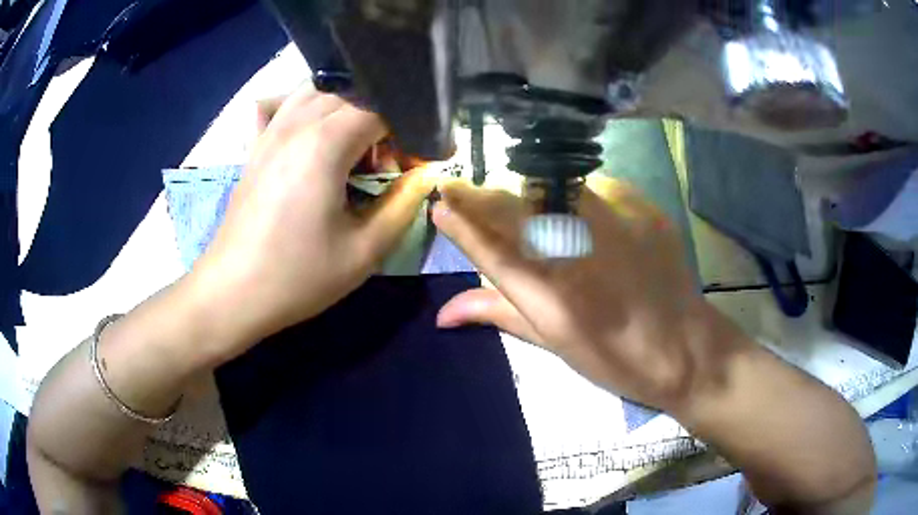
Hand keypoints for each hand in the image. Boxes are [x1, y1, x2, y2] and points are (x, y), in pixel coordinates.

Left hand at [185, 86, 435, 359]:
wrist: (234, 292)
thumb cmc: (298, 276)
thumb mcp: (364, 251)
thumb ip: (404, 205)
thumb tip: (425, 175)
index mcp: (325, 143)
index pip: (382, 110)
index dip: (407, 133)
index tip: (413, 165)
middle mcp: (297, 124)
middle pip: (353, 96)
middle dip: (379, 122)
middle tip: (384, 166)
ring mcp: (271, 131)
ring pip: (318, 91)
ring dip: (345, 109)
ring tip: (352, 148)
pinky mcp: (256, 145)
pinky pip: (283, 105)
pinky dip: (305, 108)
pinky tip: (310, 134)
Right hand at [433, 178, 726, 410]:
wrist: (686, 348)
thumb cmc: (616, 358)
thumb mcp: (554, 344)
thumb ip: (499, 314)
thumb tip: (443, 313)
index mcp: (552, 297)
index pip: (491, 249)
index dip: (461, 223)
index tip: (440, 202)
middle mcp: (579, 252)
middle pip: (517, 209)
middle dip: (484, 197)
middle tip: (468, 191)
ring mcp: (615, 222)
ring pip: (552, 189)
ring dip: (527, 193)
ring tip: (522, 201)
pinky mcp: (642, 207)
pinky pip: (595, 187)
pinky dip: (576, 195)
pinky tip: (579, 210)